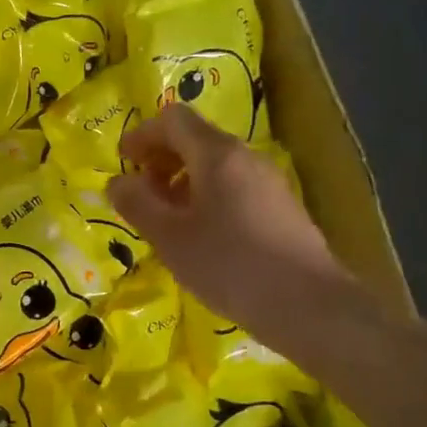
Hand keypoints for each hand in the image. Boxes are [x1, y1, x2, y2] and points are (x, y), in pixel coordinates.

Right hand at [105, 105, 365, 351]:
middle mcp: (246, 158)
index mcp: (217, 155)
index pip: (173, 119)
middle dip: (160, 159)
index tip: (123, 162)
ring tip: (165, 218)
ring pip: (215, 165)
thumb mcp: (168, 236)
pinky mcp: (281, 209)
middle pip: (195, 139)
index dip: (142, 134)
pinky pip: (233, 187)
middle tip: (139, 193)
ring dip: (181, 181)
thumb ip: (136, 203)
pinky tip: (199, 235)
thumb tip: (117, 182)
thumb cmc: (229, 264)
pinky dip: (206, 197)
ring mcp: (268, 183)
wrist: (310, 307)